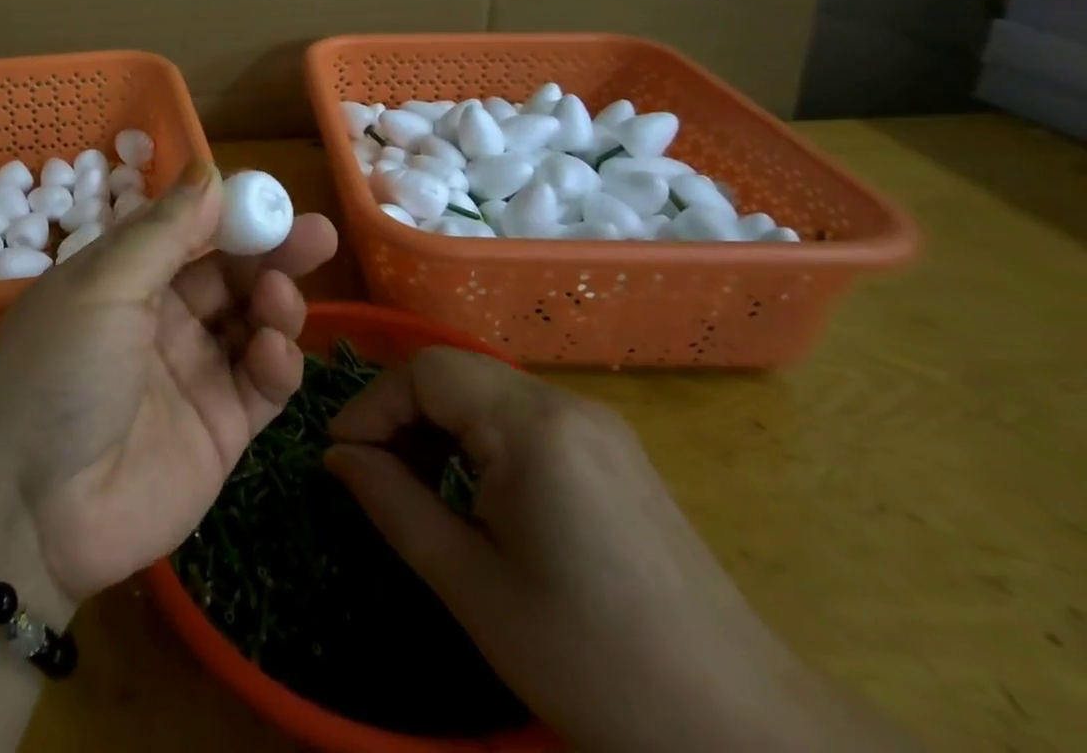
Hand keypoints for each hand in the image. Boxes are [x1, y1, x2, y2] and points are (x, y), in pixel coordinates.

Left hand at [0, 161, 336, 620]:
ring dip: (275, 301)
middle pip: (229, 273)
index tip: (273, 198)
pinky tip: (273, 351)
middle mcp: (161, 317)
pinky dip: (277, 361)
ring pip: (253, 321)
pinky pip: (262, 382)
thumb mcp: (103, 286)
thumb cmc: (58, 371)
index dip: (231, 213)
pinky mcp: (221, 428)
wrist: (27, 512)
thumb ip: (163, 232)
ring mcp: (193, 372)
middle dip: (271, 252)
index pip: (189, 231)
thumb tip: (209, 173)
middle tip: (317, 235)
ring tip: (278, 297)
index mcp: (125, 276)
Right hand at [325, 350, 913, 752]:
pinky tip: (474, 490)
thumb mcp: (472, 586)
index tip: (341, 454)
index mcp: (532, 426)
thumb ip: (393, 504)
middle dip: (401, 413)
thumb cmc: (594, 663)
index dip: (373, 405)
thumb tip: (337, 456)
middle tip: (372, 471)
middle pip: (455, 371)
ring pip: (486, 390)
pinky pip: (522, 416)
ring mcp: (597, 424)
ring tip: (416, 483)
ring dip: (438, 424)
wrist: (750, 737)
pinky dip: (479, 437)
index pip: (426, 371)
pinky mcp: (613, 451)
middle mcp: (565, 403)